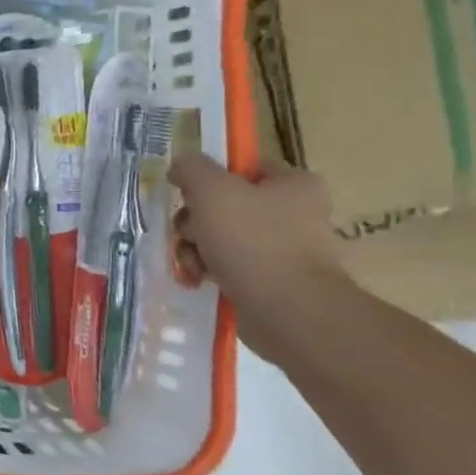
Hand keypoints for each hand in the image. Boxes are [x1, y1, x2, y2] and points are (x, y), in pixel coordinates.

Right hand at [168, 153, 348, 353]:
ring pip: (218, 236)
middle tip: (190, 234)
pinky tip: (198, 280)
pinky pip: (227, 265)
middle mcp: (294, 212)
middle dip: (194, 222)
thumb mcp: (212, 190)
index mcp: (294, 184)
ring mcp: (284, 248)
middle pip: (222, 204)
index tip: (187, 194)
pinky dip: (207, 270)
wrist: (287, 309)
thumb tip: (181, 165)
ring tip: (194, 264)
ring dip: (194, 248)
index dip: (208, 178)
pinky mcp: (271, 279)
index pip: (242, 167)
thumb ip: (192, 168)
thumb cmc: (252, 240)